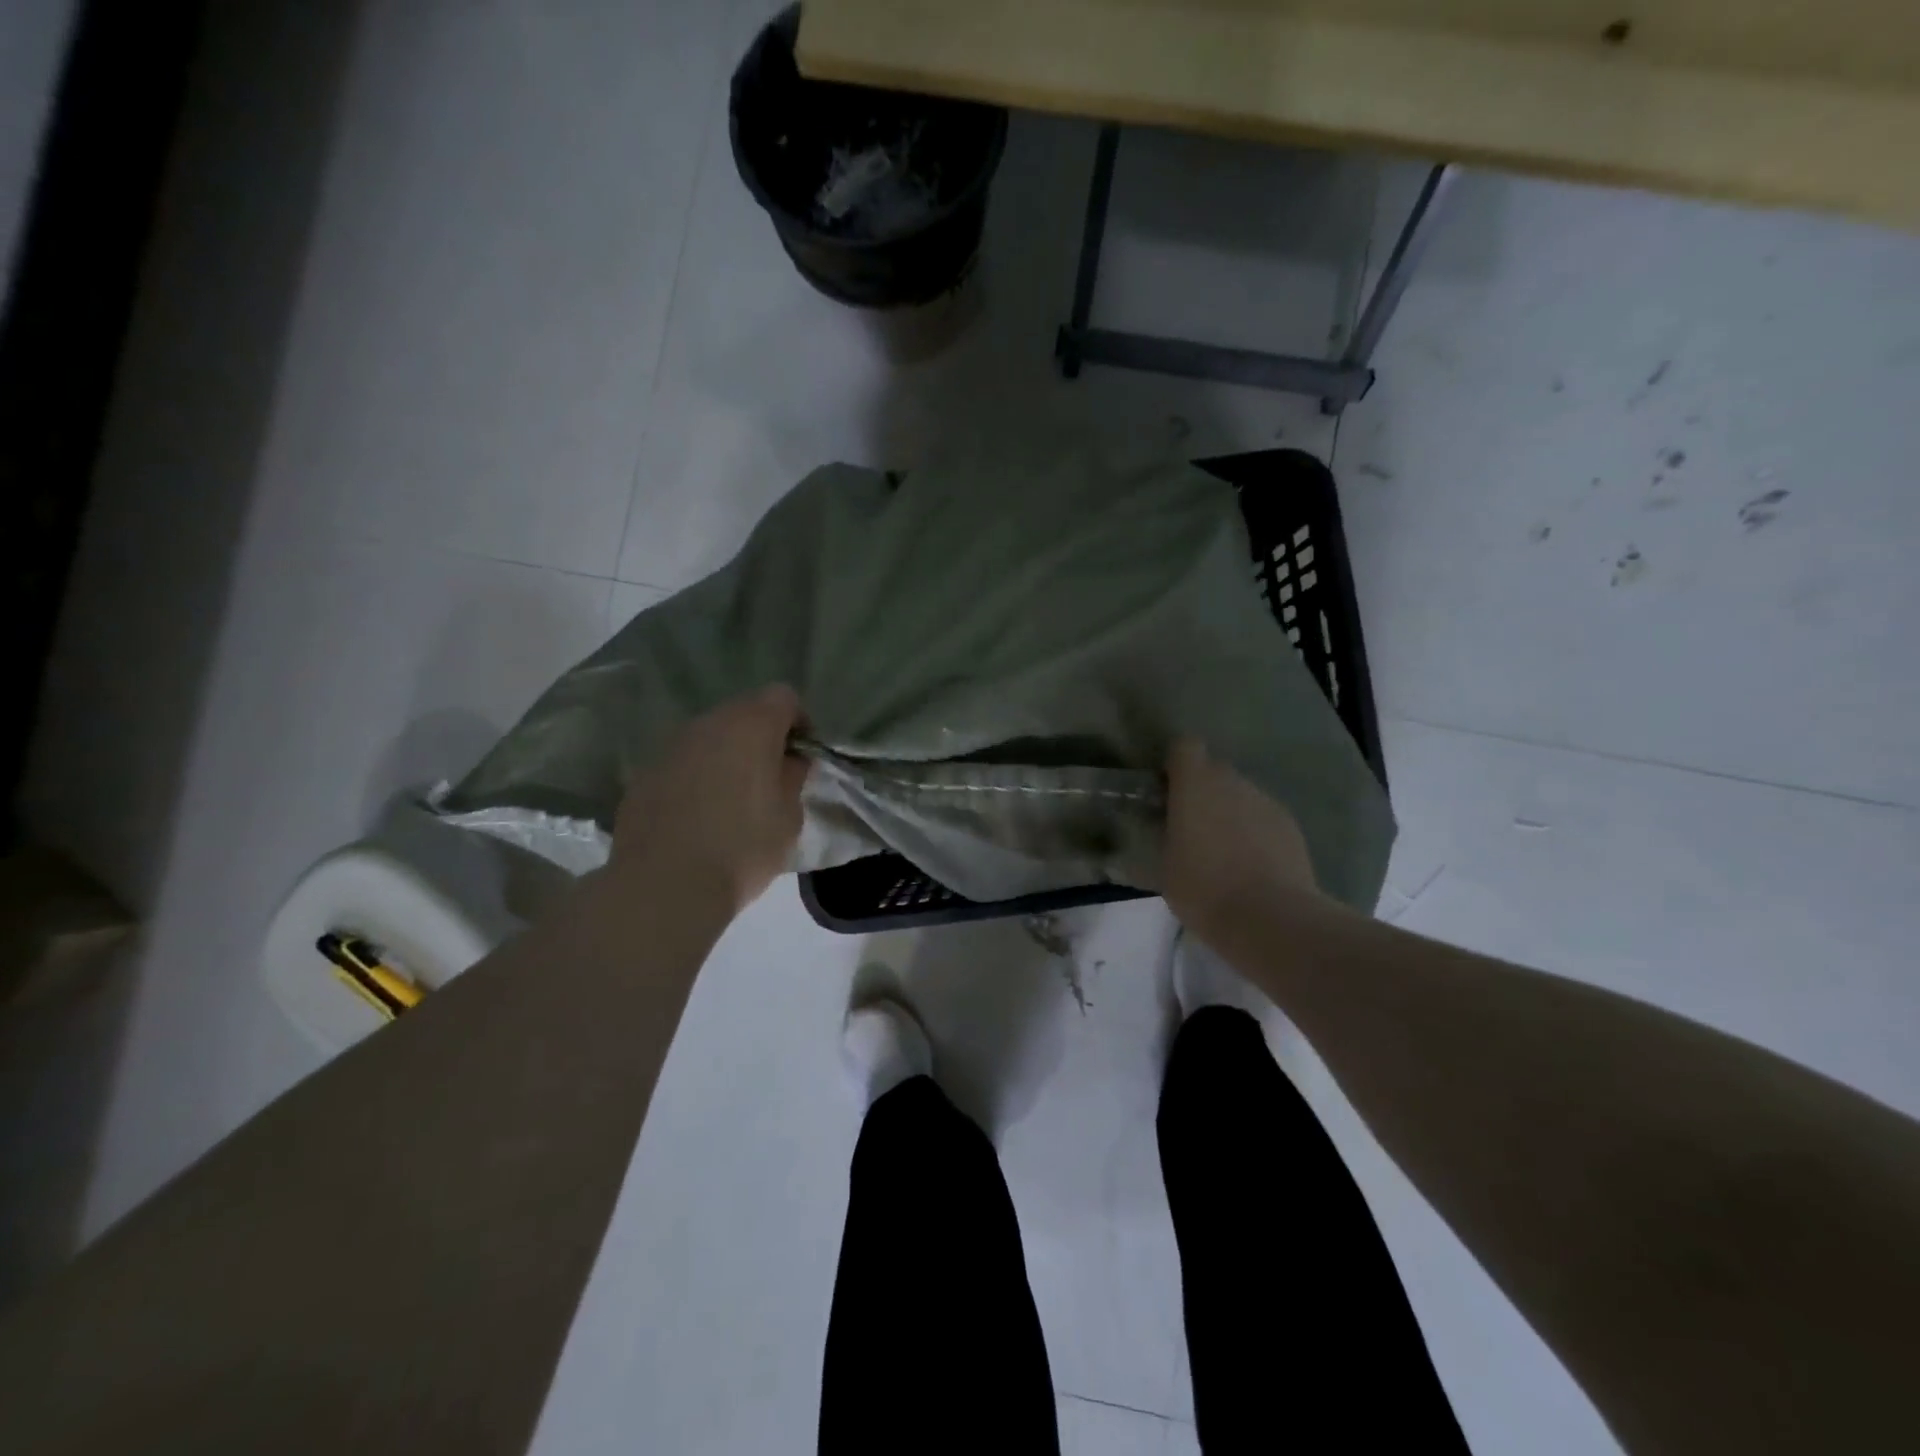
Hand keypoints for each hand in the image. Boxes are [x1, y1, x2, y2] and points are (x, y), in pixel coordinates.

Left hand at [609, 685, 809, 915]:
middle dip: (761, 737)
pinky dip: (696, 777)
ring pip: (710, 738)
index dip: (798, 722)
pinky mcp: (644, 774)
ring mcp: (671, 747)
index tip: (802, 756)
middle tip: (771, 778)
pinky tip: (699, 815)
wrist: (666, 884)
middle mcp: (708, 724)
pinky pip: (682, 764)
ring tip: (733, 799)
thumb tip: (788, 760)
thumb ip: (793, 777)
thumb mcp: (789, 816)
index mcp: (751, 725)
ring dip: (726, 756)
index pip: (783, 697)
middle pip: (743, 712)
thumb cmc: (743, 847)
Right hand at [1163, 737, 1319, 942]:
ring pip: (1241, 794)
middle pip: (1214, 770)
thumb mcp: (1164, 864)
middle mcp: (1232, 782)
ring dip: (1230, 812)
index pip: (1184, 747)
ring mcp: (1265, 801)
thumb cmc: (1203, 888)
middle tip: (1192, 827)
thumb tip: (1171, 827)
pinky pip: (1263, 817)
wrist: (1270, 918)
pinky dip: (1254, 831)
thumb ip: (1167, 834)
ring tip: (1224, 852)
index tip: (1168, 791)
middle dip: (1202, 790)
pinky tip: (1251, 865)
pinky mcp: (1290, 825)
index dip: (1175, 764)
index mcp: (1194, 784)